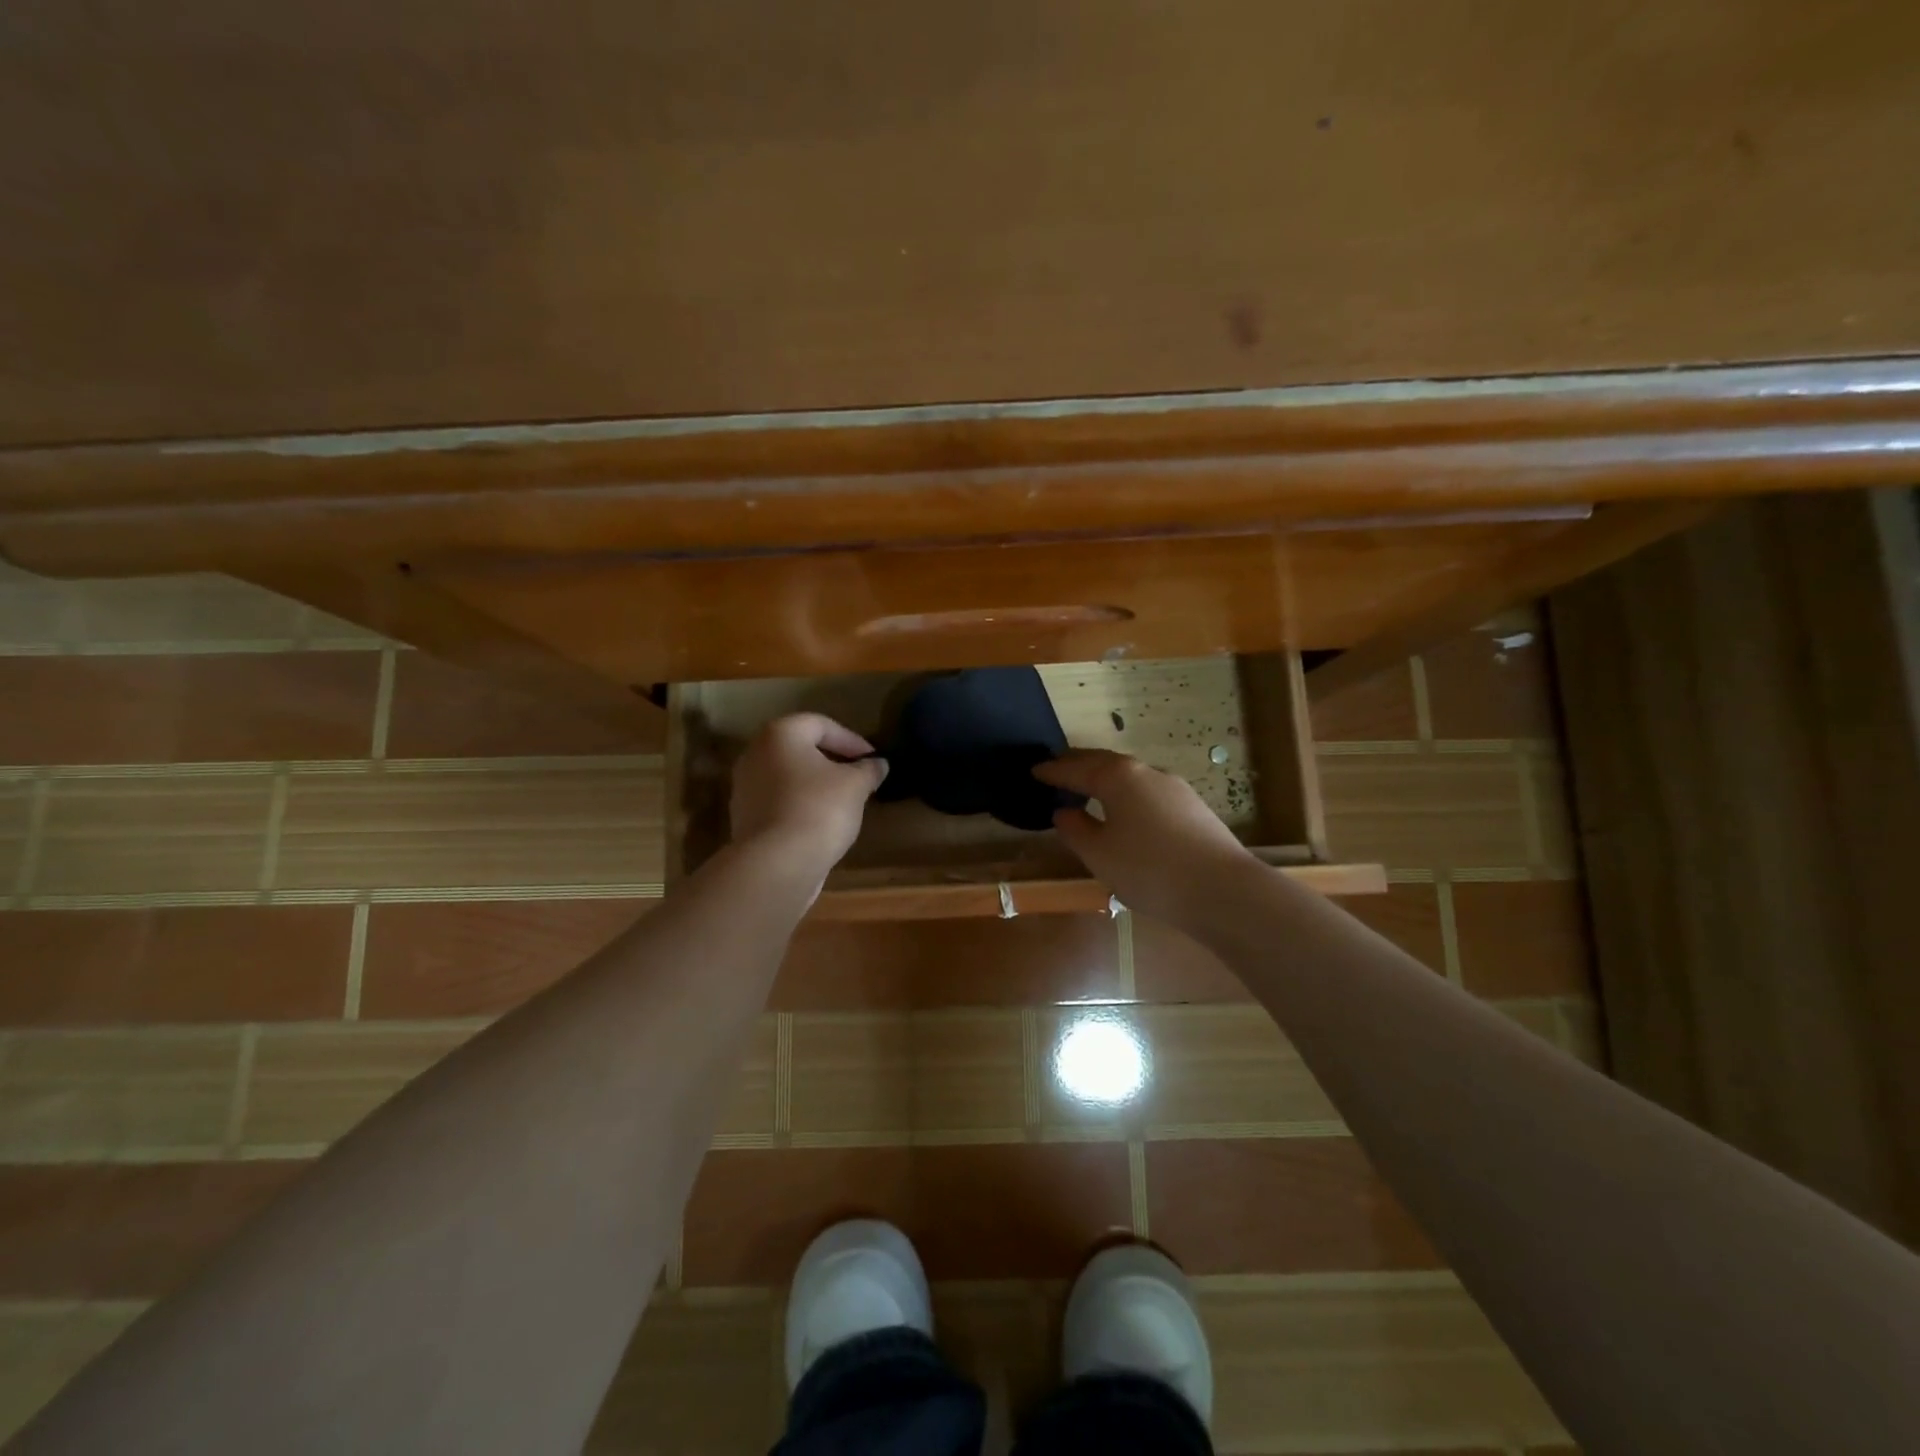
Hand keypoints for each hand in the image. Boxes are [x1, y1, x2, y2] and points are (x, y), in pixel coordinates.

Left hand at [730, 714, 887, 882]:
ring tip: (842, 801)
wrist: (776, 864)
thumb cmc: (819, 809)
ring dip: (815, 784)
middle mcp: (755, 754)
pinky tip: (820, 822)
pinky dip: (800, 805)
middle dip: (832, 760)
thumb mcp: (855, 785)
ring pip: (788, 776)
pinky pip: (778, 802)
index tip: (872, 759)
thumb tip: (878, 763)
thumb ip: (868, 769)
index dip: (851, 740)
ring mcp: (744, 787)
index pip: (821, 725)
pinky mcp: (744, 818)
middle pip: (800, 749)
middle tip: (858, 776)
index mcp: (780, 734)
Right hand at [1033, 749, 1257, 924]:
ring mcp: (1175, 788)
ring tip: (1088, 788)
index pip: (1076, 768)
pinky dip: (1126, 793)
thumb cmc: (1149, 870)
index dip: (1052, 771)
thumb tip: (1065, 810)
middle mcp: (1146, 772)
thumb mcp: (1099, 854)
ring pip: (1130, 776)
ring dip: (1105, 778)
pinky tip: (1125, 811)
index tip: (1034, 770)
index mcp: (1118, 777)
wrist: (1222, 890)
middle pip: (1105, 763)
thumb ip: (1076, 829)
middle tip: (1057, 769)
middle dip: (1079, 765)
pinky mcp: (1193, 807)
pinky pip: (1147, 791)